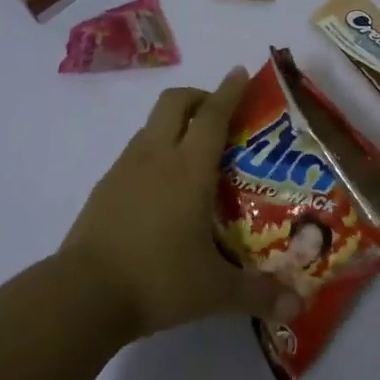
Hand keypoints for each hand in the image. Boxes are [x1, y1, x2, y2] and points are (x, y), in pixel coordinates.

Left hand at [61, 67, 298, 338]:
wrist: (83, 294)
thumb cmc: (157, 280)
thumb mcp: (215, 291)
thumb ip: (258, 294)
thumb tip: (297, 308)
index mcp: (188, 169)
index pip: (213, 115)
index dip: (229, 91)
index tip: (240, 72)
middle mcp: (156, 157)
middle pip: (175, 102)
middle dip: (199, 97)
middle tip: (219, 115)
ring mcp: (124, 169)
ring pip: (151, 125)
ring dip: (174, 124)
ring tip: (193, 154)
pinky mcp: (104, 187)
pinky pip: (134, 152)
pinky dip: (153, 151)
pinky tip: (162, 187)